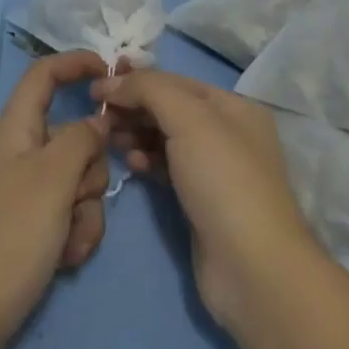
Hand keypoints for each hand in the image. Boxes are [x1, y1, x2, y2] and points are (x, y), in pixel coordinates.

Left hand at [0, 52, 111, 348]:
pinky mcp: (32, 231)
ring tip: (66, 241)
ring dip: (85, 211)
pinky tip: (64, 260)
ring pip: (80, 182)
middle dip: (90, 169)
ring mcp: (26, 195)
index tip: (111, 72)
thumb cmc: (6, 238)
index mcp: (16, 130)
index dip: (75, 63)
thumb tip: (97, 120)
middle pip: (75, 137)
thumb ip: (81, 141)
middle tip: (74, 198)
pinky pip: (71, 217)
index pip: (44, 76)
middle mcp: (22, 156)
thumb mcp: (51, 180)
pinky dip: (75, 235)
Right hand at [92, 67, 321, 330]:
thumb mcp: (188, 119)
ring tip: (111, 140)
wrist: (252, 268)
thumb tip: (112, 82)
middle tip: (99, 116)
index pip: (176, 81)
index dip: (136, 80)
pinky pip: (167, 169)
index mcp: (234, 106)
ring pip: (166, 139)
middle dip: (134, 107)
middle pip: (170, 108)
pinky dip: (148, 162)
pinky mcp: (201, 202)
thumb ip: (149, 89)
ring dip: (137, 134)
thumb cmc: (223, 180)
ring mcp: (215, 170)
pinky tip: (132, 165)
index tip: (97, 87)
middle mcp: (228, 133)